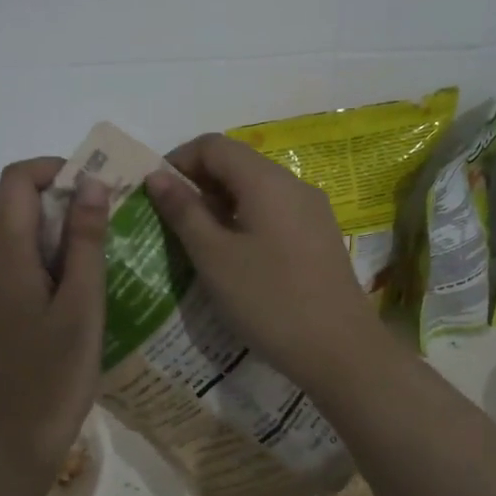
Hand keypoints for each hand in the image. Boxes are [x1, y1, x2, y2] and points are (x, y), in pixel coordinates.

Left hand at [0, 157, 108, 474]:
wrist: (12, 435)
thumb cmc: (55, 371)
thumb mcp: (83, 302)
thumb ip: (85, 238)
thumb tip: (92, 182)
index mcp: (1, 250)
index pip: (17, 179)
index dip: (55, 170)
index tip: (94, 188)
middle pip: (4, 198)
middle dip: (48, 194)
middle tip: (94, 220)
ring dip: (34, 220)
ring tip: (77, 247)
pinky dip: (21, 244)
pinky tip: (54, 277)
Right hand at [145, 134, 389, 393]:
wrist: (341, 350)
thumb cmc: (269, 300)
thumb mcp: (214, 257)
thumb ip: (184, 211)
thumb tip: (157, 176)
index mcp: (266, 180)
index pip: (213, 145)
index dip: (178, 161)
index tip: (154, 194)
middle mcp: (293, 184)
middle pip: (237, 164)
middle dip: (198, 183)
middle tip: (169, 221)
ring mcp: (312, 211)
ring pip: (256, 190)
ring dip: (220, 204)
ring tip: (196, 242)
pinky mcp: (319, 237)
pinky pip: (274, 213)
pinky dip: (245, 221)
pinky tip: (233, 257)